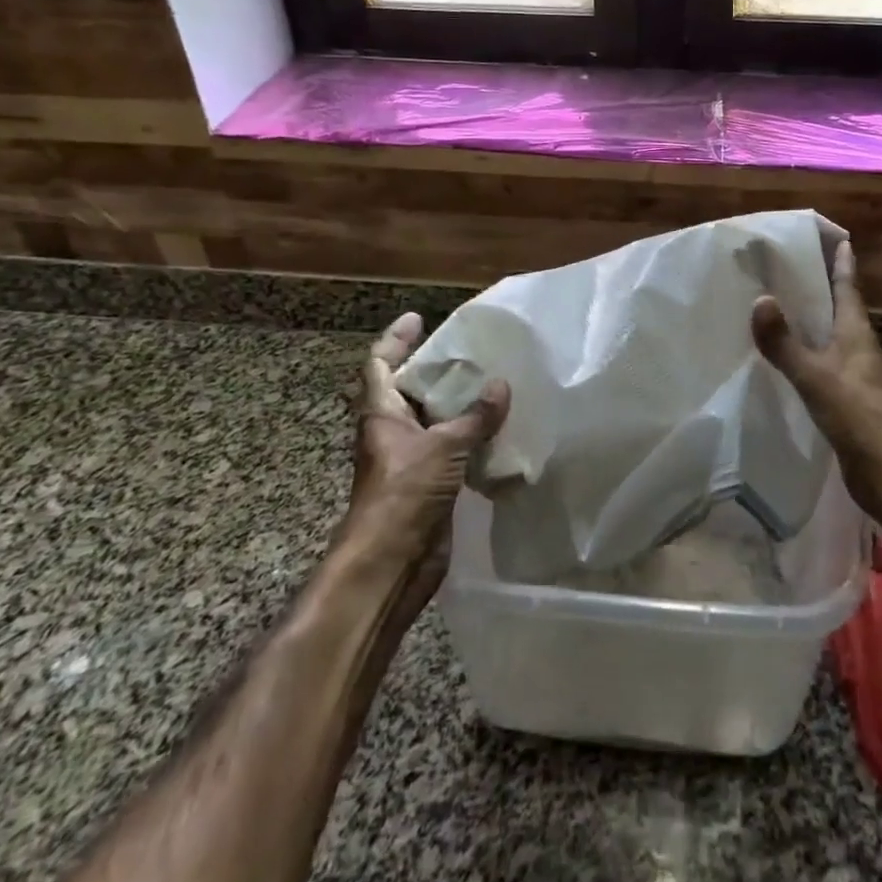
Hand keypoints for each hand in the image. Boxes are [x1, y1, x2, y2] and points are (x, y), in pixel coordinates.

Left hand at [340, 312, 509, 605]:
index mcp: (381, 415)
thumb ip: (474, 417)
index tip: (418, 318)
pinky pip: (454, 451)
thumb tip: (501, 385)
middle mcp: (394, 433)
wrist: (391, 563)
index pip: (380, 365)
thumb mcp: (442, 447)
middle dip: (436, 370)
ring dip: (460, 405)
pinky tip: (501, 429)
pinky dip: (474, 438)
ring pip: (435, 421)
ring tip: (494, 382)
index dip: (395, 339)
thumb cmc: (403, 494)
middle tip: (471, 349)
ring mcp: (412, 460)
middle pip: (410, 391)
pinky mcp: (432, 485)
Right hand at [752, 240, 881, 525]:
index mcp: (856, 333)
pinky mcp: (849, 398)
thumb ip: (785, 342)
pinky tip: (789, 356)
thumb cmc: (857, 414)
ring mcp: (856, 374)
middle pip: (841, 307)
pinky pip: (825, 362)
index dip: (841, 262)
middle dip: (823, 285)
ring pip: (833, 335)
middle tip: (794, 264)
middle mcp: (859, 347)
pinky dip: (808, 351)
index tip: (836, 237)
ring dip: (815, 319)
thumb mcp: (815, 375)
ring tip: (785, 305)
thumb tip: (760, 299)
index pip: (848, 287)